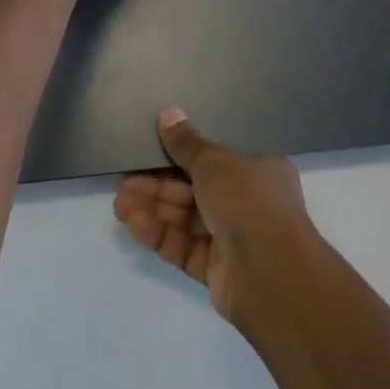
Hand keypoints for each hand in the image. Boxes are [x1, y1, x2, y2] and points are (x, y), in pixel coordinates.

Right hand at [114, 108, 315, 327]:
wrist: (270, 274)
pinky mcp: (217, 271)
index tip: (153, 149)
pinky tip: (133, 223)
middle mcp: (247, 203)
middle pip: (195, 190)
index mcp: (257, 170)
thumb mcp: (214, 161)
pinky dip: (160, 235)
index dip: (182, 154)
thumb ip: (187, 143)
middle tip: (124, 180)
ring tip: (119, 202)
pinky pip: (184, 247)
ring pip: (186, 219)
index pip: (216, 158)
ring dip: (153, 209)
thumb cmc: (248, 200)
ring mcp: (232, 239)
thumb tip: (167, 114)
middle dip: (158, 186)